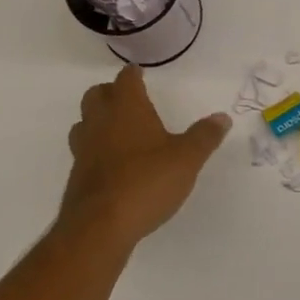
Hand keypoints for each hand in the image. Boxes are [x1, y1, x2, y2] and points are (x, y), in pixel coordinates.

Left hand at [61, 66, 230, 247]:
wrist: (100, 227)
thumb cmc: (147, 181)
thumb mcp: (187, 159)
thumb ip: (204, 136)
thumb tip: (222, 117)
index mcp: (127, 109)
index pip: (125, 80)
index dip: (132, 74)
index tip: (138, 72)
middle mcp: (100, 123)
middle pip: (96, 95)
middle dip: (110, 93)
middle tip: (127, 98)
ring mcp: (84, 150)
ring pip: (84, 123)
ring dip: (97, 120)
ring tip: (116, 129)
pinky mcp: (77, 177)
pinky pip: (83, 152)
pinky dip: (95, 149)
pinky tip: (112, 164)